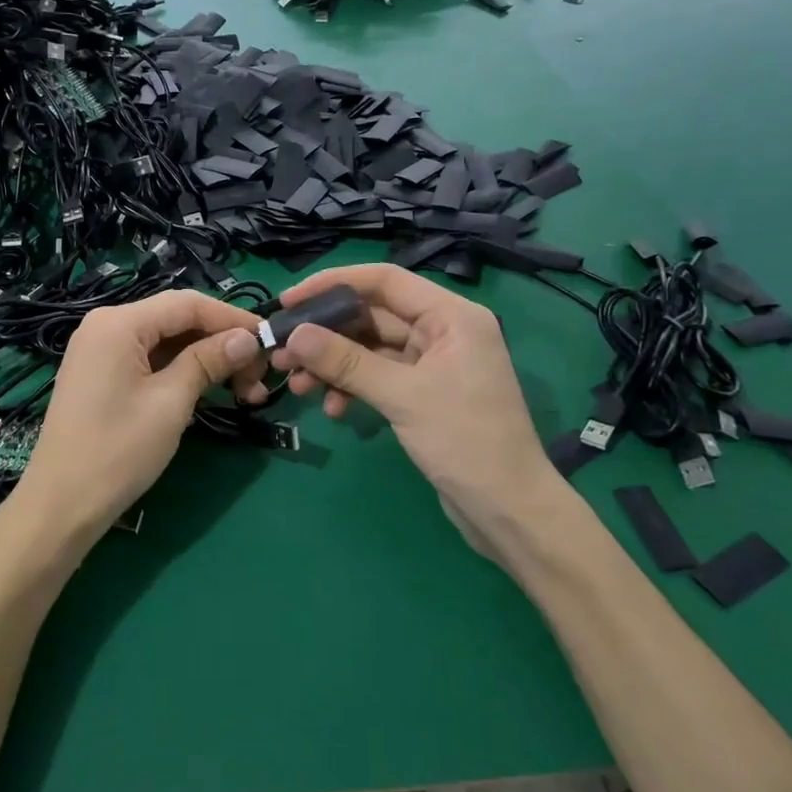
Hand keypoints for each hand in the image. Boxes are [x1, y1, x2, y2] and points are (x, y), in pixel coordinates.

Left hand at [4, 289, 267, 568]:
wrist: (61, 504)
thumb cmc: (118, 450)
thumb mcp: (171, 402)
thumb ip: (209, 361)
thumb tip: (248, 338)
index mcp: (118, 323)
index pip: (187, 304)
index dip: (232, 318)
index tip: (270, 339)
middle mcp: (105, 326)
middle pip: (176, 320)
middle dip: (221, 343)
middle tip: (259, 378)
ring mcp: (100, 351)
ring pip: (165, 342)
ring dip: (205, 360)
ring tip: (244, 392)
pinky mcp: (101, 375)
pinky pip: (149, 360)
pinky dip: (181, 372)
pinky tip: (209, 391)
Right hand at [269, 264, 562, 558]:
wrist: (508, 510)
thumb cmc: (465, 442)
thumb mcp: (402, 396)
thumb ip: (347, 362)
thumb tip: (295, 335)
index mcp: (451, 316)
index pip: (384, 281)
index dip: (333, 284)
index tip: (289, 301)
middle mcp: (443, 331)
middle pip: (372, 316)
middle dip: (326, 334)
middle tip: (283, 353)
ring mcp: (433, 364)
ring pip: (370, 350)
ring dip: (333, 365)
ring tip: (298, 386)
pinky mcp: (423, 393)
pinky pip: (378, 377)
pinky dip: (353, 388)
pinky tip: (333, 409)